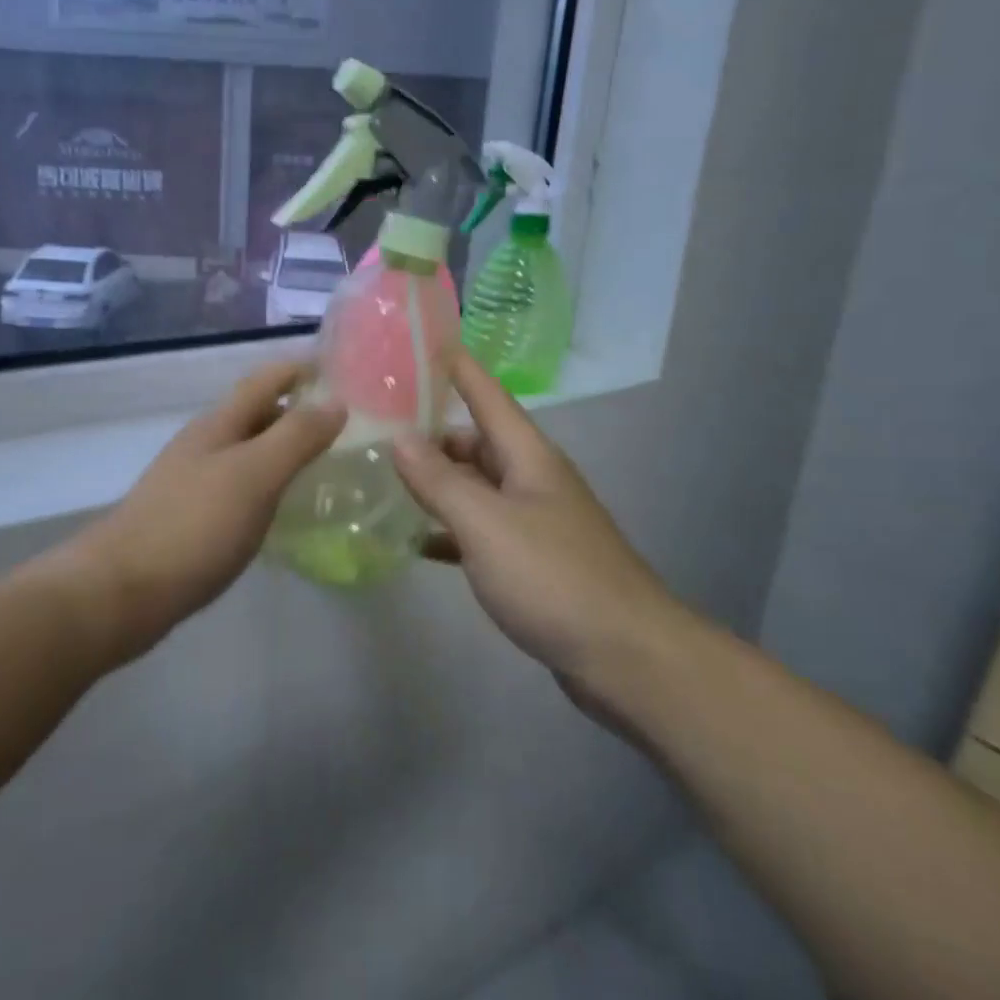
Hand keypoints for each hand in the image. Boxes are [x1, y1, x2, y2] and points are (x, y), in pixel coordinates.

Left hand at [68, 361, 344, 662]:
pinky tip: (281, 508)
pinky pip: (238, 487)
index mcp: (218, 425)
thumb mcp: (254, 475)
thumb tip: (336, 401)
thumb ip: (296, 437)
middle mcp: (204, 445)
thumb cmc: (194, 525)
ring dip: (281, 450)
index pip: (265, 380)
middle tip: (344, 424)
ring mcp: (192, 482)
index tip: (338, 369)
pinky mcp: (189, 518)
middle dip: (295, 411)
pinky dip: (266, 486)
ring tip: (323, 464)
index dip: (299, 369)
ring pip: (246, 452)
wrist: (122, 590)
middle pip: (255, 414)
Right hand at [391, 350, 686, 716]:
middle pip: (474, 441)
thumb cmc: (553, 577)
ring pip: (475, 486)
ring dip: (435, 482)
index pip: (486, 394)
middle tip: (374, 427)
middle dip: (429, 432)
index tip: (419, 341)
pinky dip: (448, 530)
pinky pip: (479, 531)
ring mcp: (532, 521)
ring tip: (382, 478)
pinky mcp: (530, 561)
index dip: (456, 366)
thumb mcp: (486, 524)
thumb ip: (439, 481)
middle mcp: (531, 479)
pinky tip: (415, 539)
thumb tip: (398, 438)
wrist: (625, 657)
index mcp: (527, 456)